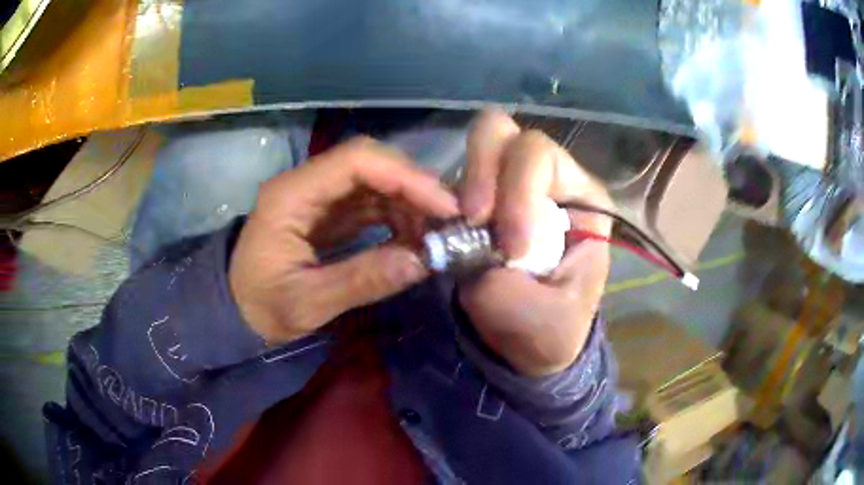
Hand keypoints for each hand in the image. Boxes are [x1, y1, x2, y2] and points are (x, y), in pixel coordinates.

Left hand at [229, 137, 458, 343]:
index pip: (356, 161)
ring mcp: (316, 196)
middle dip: (414, 186)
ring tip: (433, 235)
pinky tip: (412, 239)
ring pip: (374, 180)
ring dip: (409, 201)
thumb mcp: (306, 304)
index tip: (445, 207)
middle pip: (369, 162)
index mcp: (291, 195)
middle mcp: (305, 184)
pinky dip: (396, 215)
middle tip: (449, 220)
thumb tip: (422, 262)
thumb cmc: (259, 308)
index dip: (406, 176)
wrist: (233, 311)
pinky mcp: (326, 212)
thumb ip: (360, 281)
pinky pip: (369, 202)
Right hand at [459, 111, 611, 376]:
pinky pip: (452, 180)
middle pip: (505, 133)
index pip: (541, 156)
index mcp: (581, 197)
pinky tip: (446, 234)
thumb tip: (466, 251)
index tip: (509, 248)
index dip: (518, 190)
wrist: (528, 345)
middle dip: (483, 171)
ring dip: (464, 185)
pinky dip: (442, 202)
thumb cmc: (550, 331)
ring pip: (477, 146)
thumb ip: (506, 289)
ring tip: (459, 231)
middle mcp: (546, 179)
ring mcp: (507, 186)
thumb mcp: (543, 321)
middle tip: (472, 219)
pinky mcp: (478, 202)